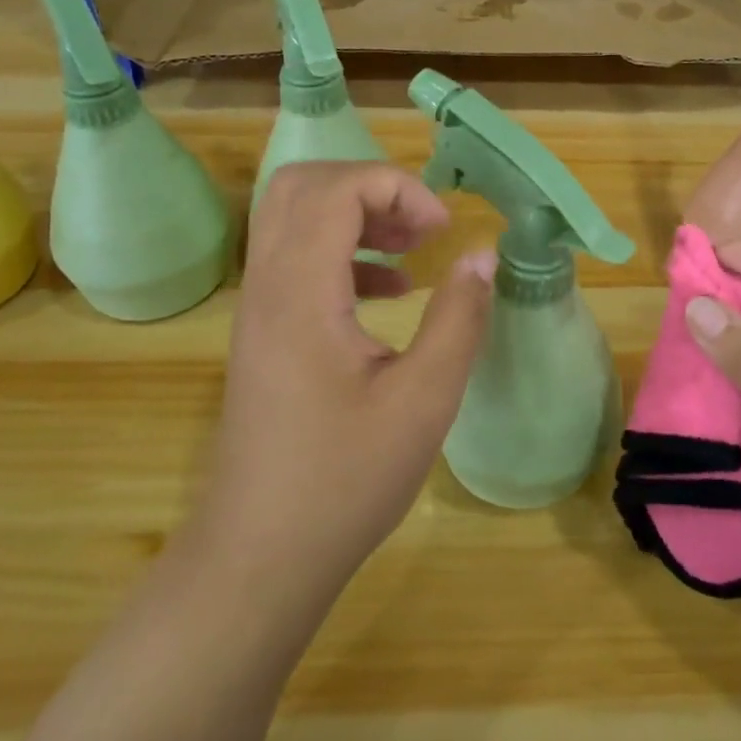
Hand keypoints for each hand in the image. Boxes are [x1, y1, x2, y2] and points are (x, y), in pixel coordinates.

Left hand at [184, 163, 495, 627]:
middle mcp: (268, 286)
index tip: (442, 230)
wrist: (260, 555)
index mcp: (300, 293)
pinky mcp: (265, 331)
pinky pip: (297, 258)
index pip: (335, 189)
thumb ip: (459, 319)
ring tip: (414, 247)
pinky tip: (392, 291)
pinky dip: (345, 253)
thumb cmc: (344, 481)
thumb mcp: (423, 401)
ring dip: (357, 215)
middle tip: (422, 225)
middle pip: (302, 185)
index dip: (396, 187)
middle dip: (371, 187)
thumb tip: (481, 257)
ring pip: (294, 218)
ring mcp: (259, 308)